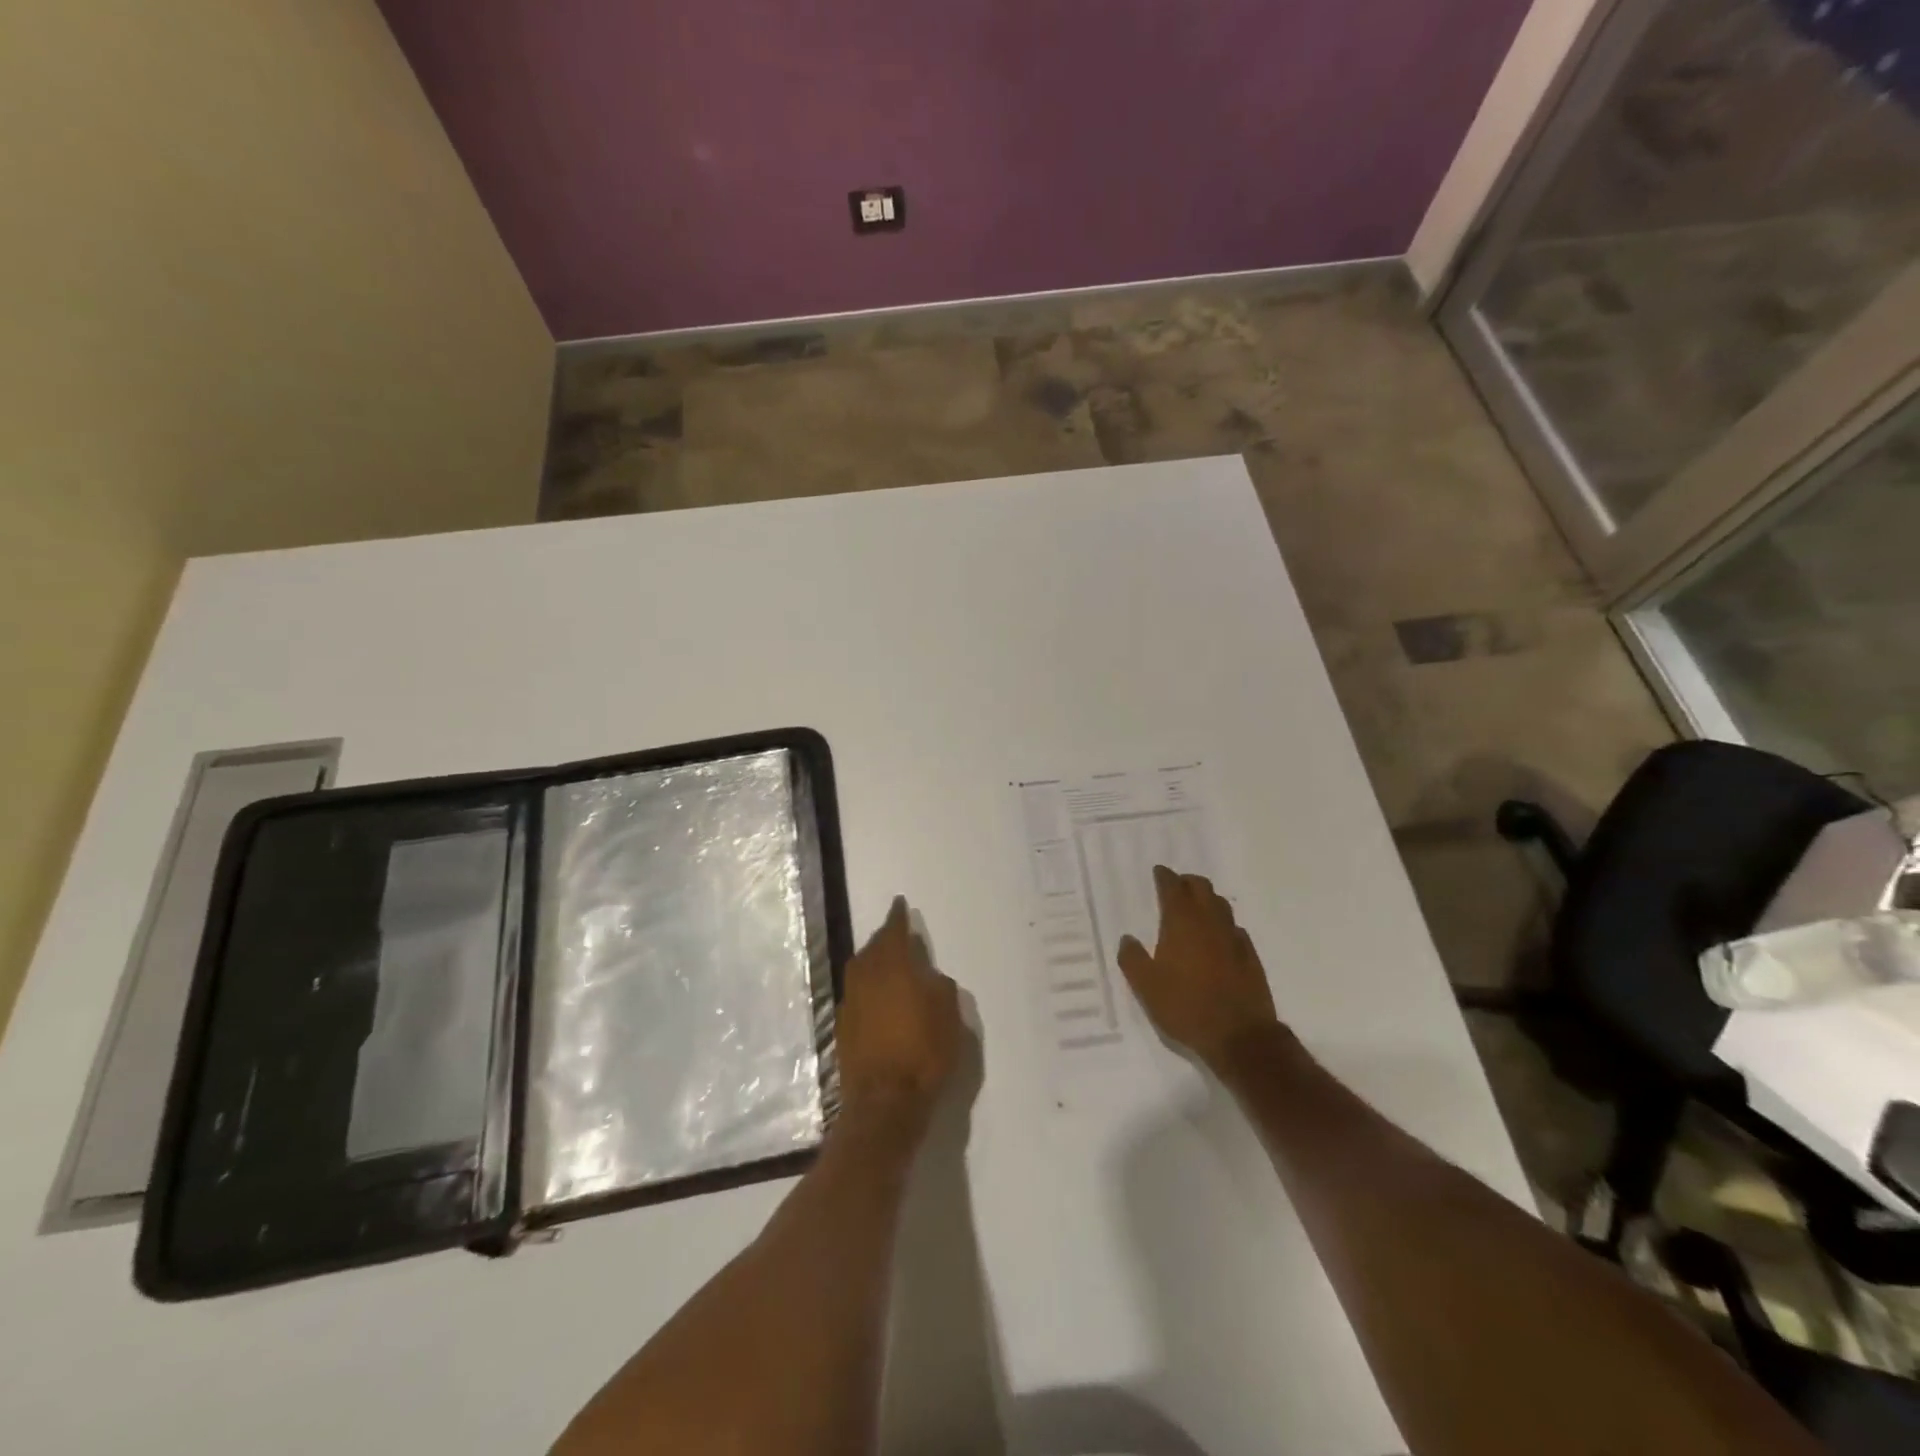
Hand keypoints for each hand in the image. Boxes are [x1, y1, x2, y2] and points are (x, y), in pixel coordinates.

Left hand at [836, 897, 961, 1133]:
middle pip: (873, 949)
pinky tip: (879, 999)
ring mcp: (851, 1002)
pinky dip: (868, 989)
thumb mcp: (949, 1013)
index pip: (894, 931)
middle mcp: (866, 976)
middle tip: (897, 936)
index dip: (898, 917)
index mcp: (893, 965)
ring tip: (888, 965)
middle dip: (884, 940)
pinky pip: (857, 995)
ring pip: (861, 971)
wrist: (885, 1101)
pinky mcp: (843, 1027)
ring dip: (874, 963)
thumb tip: (926, 978)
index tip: (900, 903)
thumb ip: (938, 986)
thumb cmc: (924, 1050)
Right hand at [1118, 865, 1280, 1069]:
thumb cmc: (1185, 1007)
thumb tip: (1127, 939)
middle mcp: (1209, 923)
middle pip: (1201, 888)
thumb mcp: (1146, 987)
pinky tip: (1219, 937)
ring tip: (1197, 906)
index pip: (1173, 888)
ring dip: (1208, 899)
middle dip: (1188, 882)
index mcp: (1181, 923)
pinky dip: (1224, 925)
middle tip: (1177, 885)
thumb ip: (1132, 959)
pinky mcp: (1250, 956)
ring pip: (1221, 905)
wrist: (1239, 1035)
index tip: (1159, 872)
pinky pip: (1235, 929)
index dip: (1164, 877)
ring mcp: (1233, 938)